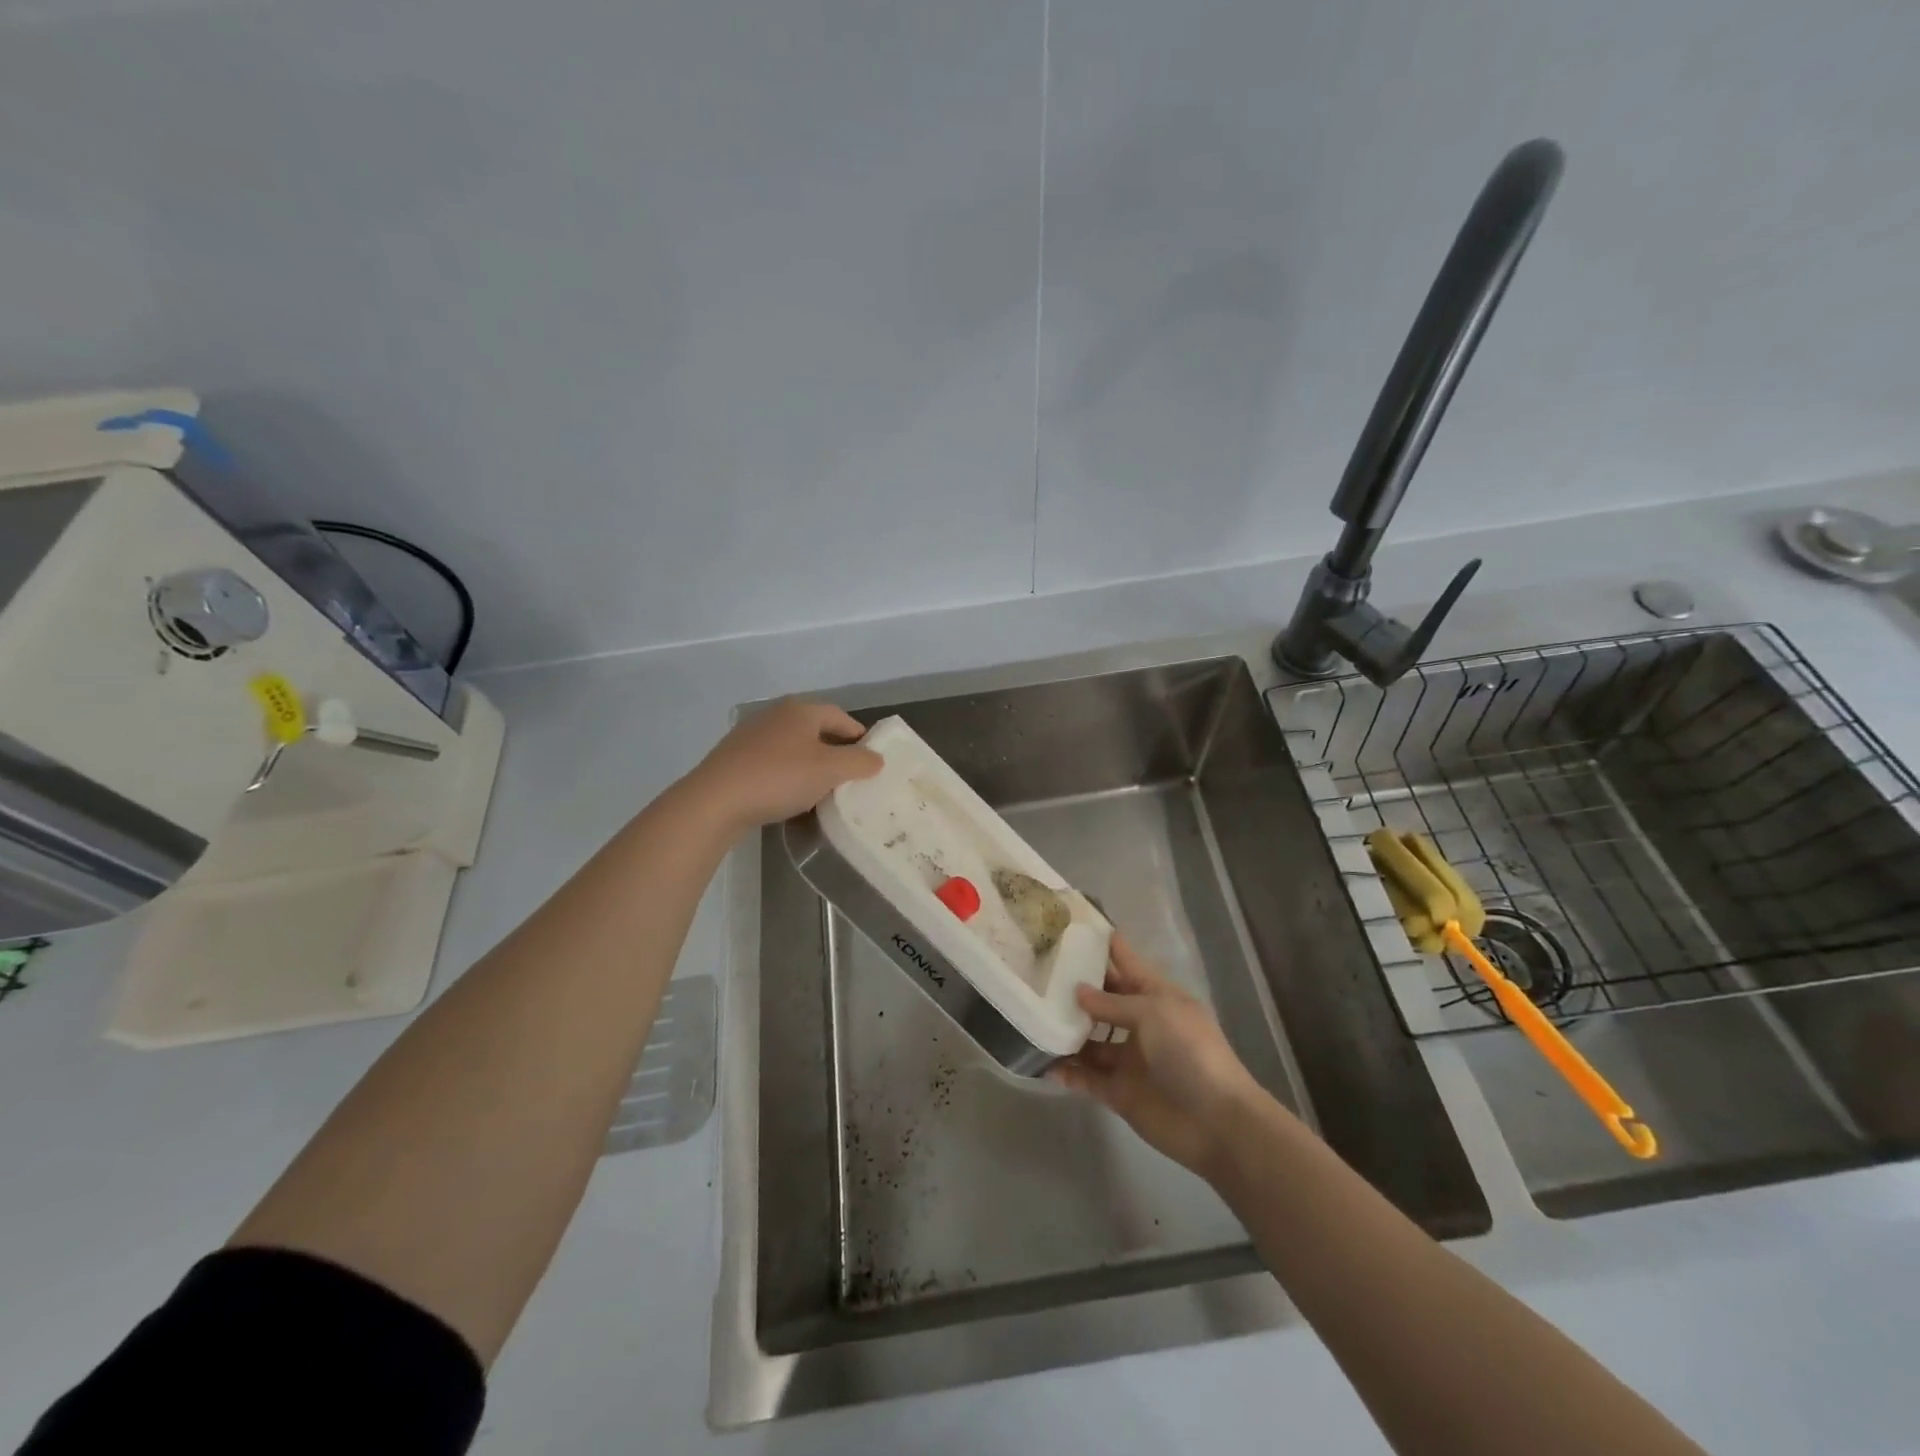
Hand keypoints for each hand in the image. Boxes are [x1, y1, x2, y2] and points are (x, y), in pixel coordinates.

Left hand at [688, 699, 881, 831]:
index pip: (841, 716)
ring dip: (811, 764)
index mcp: (801, 710)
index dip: (859, 736)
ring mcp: (752, 735)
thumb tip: (877, 758)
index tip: (871, 759)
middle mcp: (776, 714)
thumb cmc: (779, 778)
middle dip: (835, 751)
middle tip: (850, 776)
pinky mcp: (735, 758)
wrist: (715, 801)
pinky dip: (788, 775)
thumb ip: (859, 762)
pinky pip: (773, 762)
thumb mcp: (829, 770)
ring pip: (794, 747)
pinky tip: (790, 796)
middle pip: (816, 730)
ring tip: (822, 789)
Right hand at [1051, 936, 1267, 1176]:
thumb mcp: (1153, 1013)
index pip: (1125, 961)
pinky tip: (1042, 1063)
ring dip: (1065, 1032)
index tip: (1070, 925)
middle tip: (1034, 973)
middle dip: (1074, 988)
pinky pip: (1086, 1077)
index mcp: (1155, 996)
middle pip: (1101, 1000)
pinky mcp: (1118, 1092)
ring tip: (1030, 1019)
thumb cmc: (1190, 1052)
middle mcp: (1139, 1023)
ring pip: (1088, 1040)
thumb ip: (1112, 1003)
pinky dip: (1067, 1072)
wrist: (1217, 1122)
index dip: (1103, 943)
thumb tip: (1077, 991)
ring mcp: (1128, 1059)